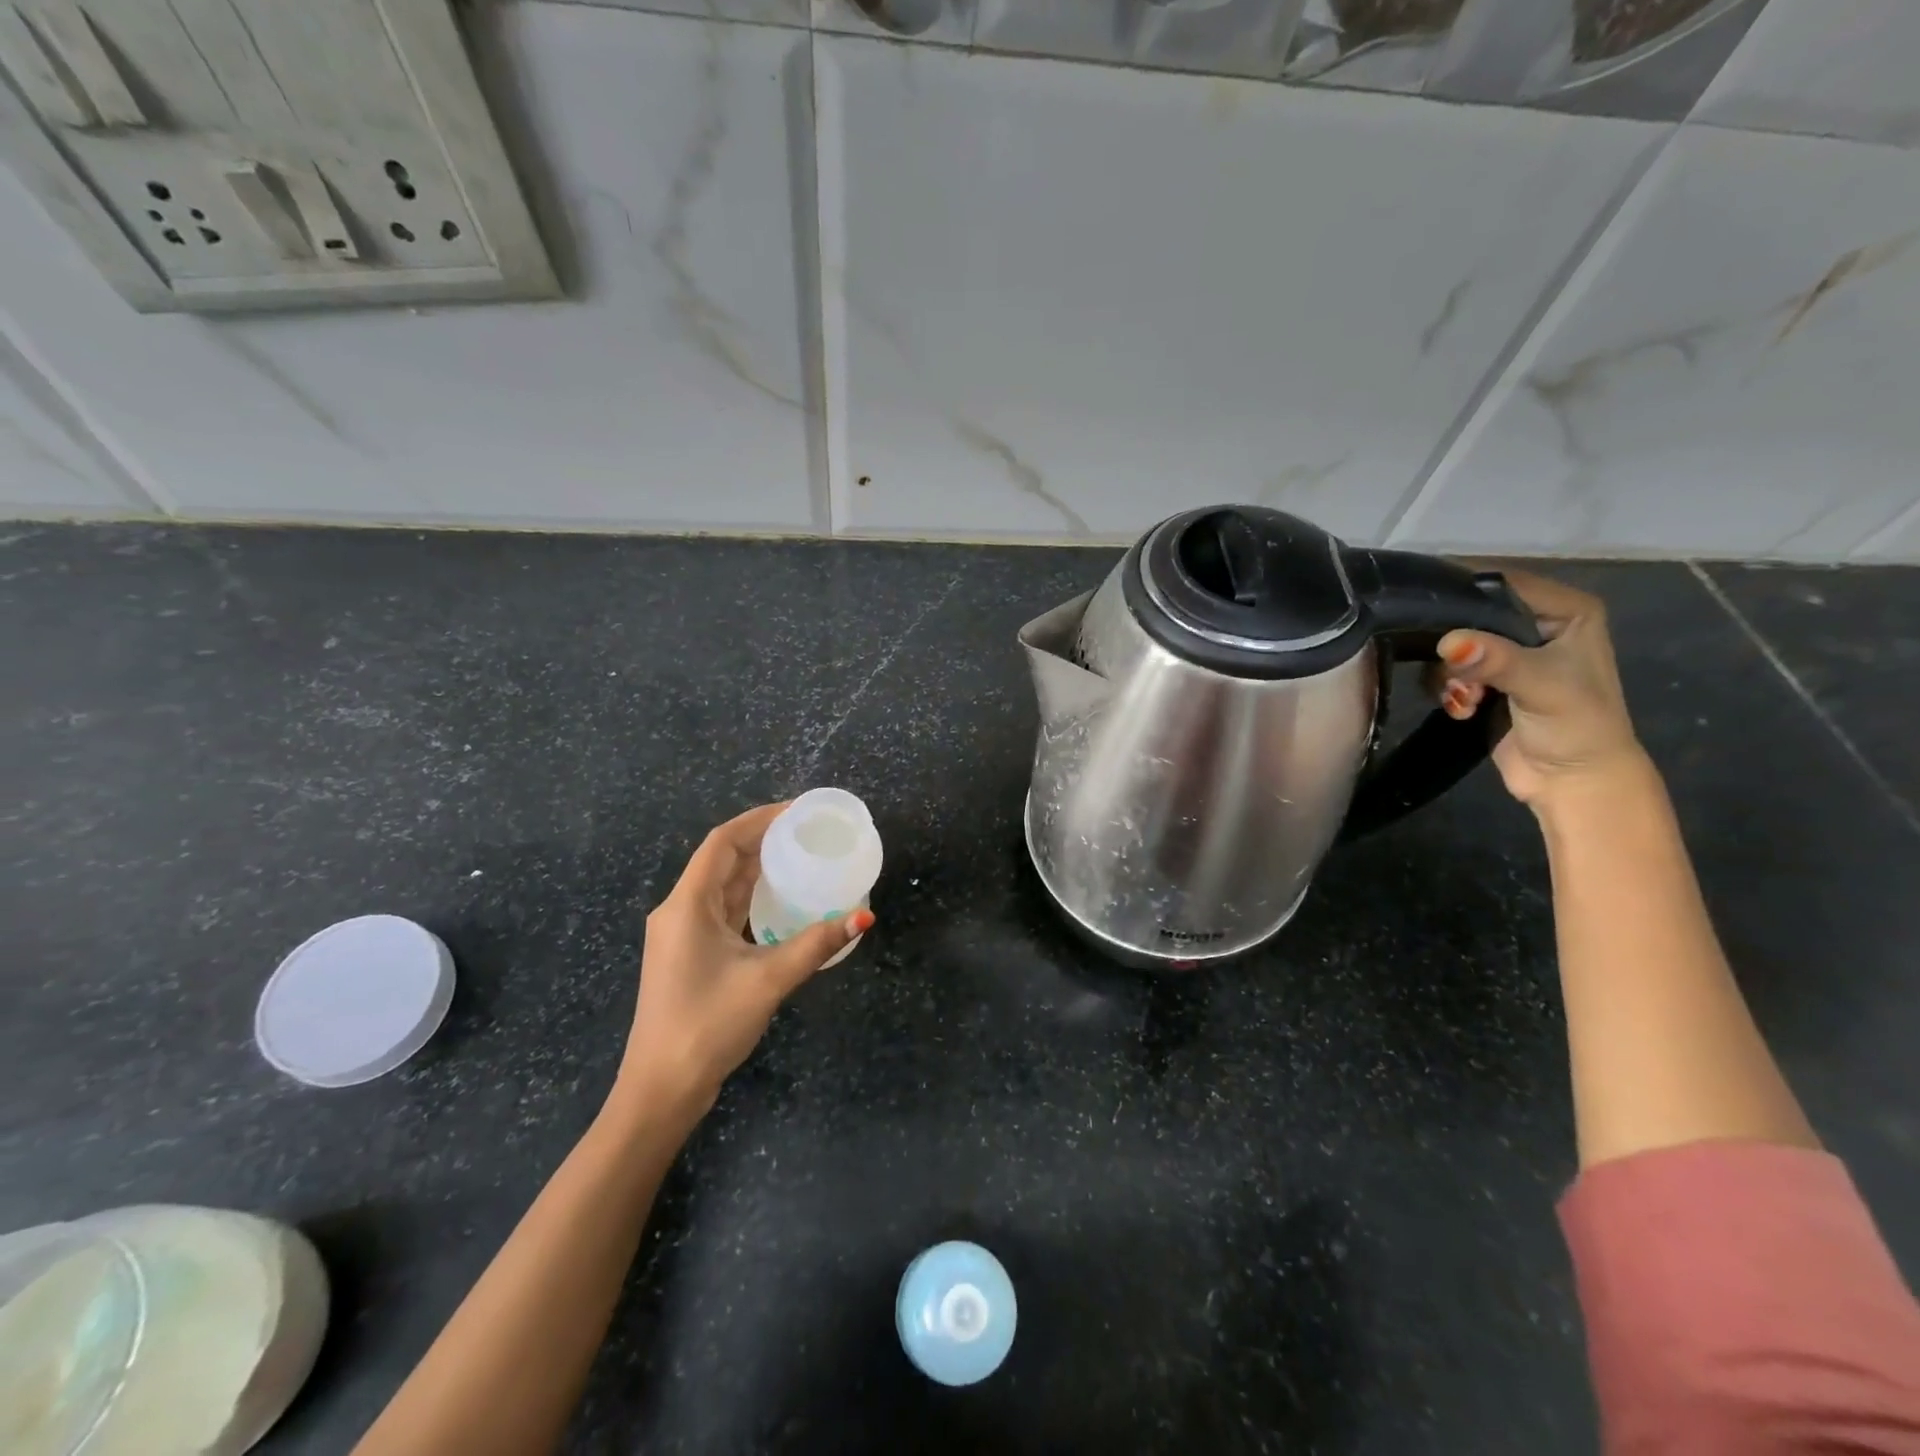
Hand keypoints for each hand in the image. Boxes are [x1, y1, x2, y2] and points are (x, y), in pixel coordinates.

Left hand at [614, 802, 873, 1120]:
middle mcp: (680, 911)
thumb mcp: (767, 980)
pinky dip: (752, 898)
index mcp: (687, 905)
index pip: (722, 842)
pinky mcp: (691, 954)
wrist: (660, 1089)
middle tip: (808, 832)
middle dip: (763, 840)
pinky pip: (724, 911)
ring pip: (723, 886)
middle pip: (722, 860)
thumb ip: (815, 945)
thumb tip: (862, 917)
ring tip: (802, 856)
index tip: (797, 811)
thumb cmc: (706, 1026)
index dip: (759, 820)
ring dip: (758, 868)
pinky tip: (782, 900)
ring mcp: (683, 934)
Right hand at [1431, 569, 1647, 811]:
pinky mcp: (1485, 681)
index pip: (1504, 583)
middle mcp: (1535, 625)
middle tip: (1450, 670)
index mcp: (1566, 611)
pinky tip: (1462, 709)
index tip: (1423, 607)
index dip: (1464, 592)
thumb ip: (1496, 661)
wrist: (1572, 783)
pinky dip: (1447, 689)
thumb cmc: (1575, 728)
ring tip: (1464, 699)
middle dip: (1452, 644)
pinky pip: (1447, 671)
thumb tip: (1449, 643)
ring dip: (1448, 674)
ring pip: (1453, 645)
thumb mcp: (1541, 687)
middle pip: (1470, 613)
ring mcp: (1508, 654)